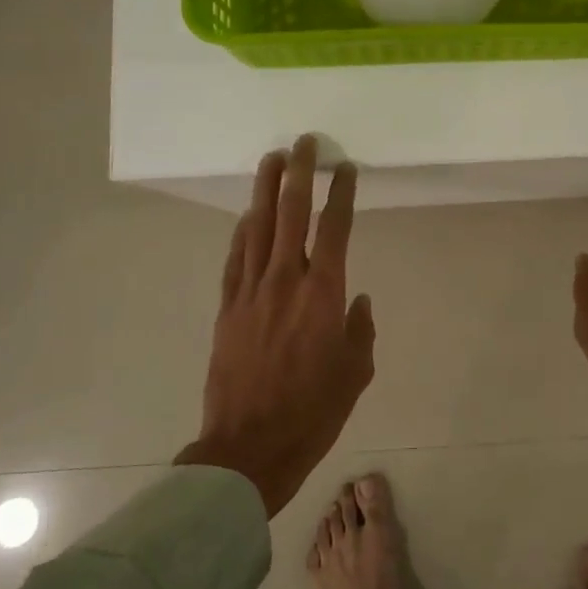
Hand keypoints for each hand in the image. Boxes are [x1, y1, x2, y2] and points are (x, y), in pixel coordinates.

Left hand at [176, 135, 375, 516]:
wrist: (250, 446)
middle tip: (303, 142)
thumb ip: (361, 329)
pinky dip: (242, 232)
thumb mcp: (356, 372)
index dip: (342, 193)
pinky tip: (246, 215)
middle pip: (291, 213)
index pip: (336, 228)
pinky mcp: (227, 307)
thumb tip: (358, 300)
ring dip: (265, 189)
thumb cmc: (313, 411)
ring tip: (271, 159)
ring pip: (257, 226)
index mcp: (324, 293)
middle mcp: (286, 280)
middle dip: (299, 172)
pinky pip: (235, 258)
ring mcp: (251, 291)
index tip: (346, 168)